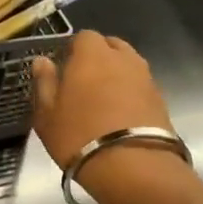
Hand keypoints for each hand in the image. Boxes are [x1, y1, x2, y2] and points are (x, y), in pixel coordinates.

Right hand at [31, 31, 190, 203]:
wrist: (133, 167)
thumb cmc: (78, 136)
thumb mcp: (47, 114)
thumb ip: (44, 83)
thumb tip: (42, 61)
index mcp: (92, 56)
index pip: (84, 36)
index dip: (74, 49)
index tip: (64, 67)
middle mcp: (123, 59)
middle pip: (111, 46)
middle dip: (98, 57)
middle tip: (83, 82)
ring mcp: (146, 78)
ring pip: (128, 65)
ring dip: (116, 75)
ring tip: (102, 99)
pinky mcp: (161, 100)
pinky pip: (140, 86)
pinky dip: (130, 93)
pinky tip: (119, 115)